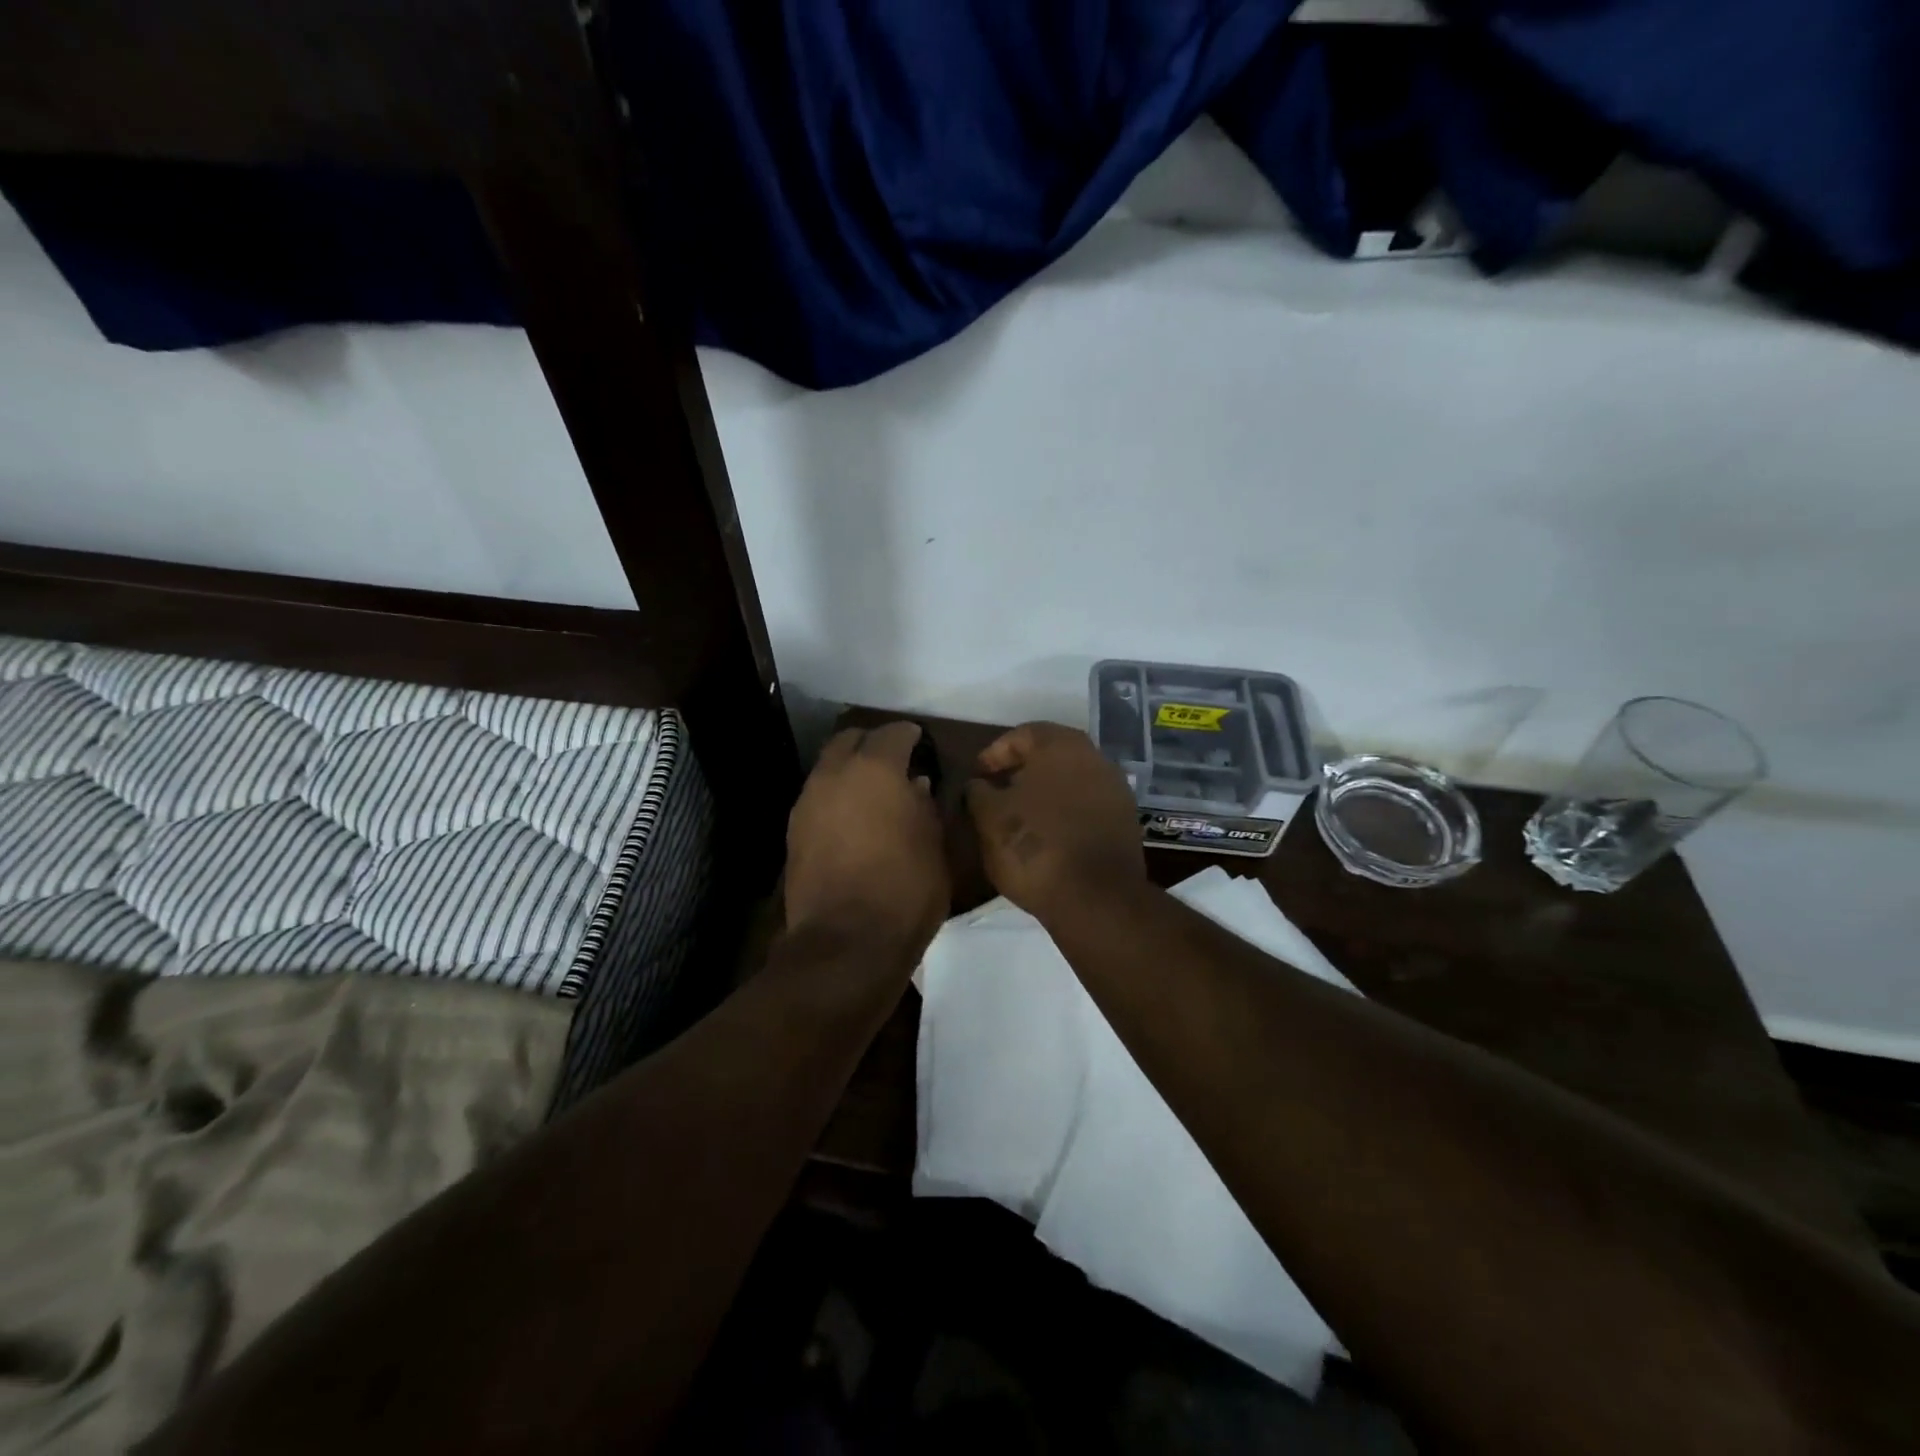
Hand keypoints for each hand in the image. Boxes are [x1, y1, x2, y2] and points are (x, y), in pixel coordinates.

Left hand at [785, 722, 950, 961]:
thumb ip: (925, 807)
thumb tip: (915, 786)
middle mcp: (835, 774)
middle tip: (893, 760)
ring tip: (872, 791)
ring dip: (849, 770)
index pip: (893, 733)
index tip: (920, 744)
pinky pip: (817, 797)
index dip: (909, 736)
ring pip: (828, 767)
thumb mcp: (934, 845)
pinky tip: (852, 818)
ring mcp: (808, 802)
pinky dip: (835, 796)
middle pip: (850, 740)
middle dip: (872, 743)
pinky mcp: (793, 831)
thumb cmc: (906, 889)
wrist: (846, 942)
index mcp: (876, 769)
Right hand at [965, 723, 1145, 921]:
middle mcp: (1095, 758)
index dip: (995, 753)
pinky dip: (1065, 813)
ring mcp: (1115, 790)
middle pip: (1051, 755)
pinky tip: (1047, 836)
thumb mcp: (989, 818)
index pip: (1022, 734)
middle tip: (996, 793)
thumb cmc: (1034, 846)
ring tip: (1019, 817)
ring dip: (1044, 792)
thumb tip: (978, 785)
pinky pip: (1087, 806)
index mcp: (1061, 746)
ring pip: (1071, 780)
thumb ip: (978, 792)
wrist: (1096, 898)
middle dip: (1021, 771)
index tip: (977, 776)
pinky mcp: (1125, 822)